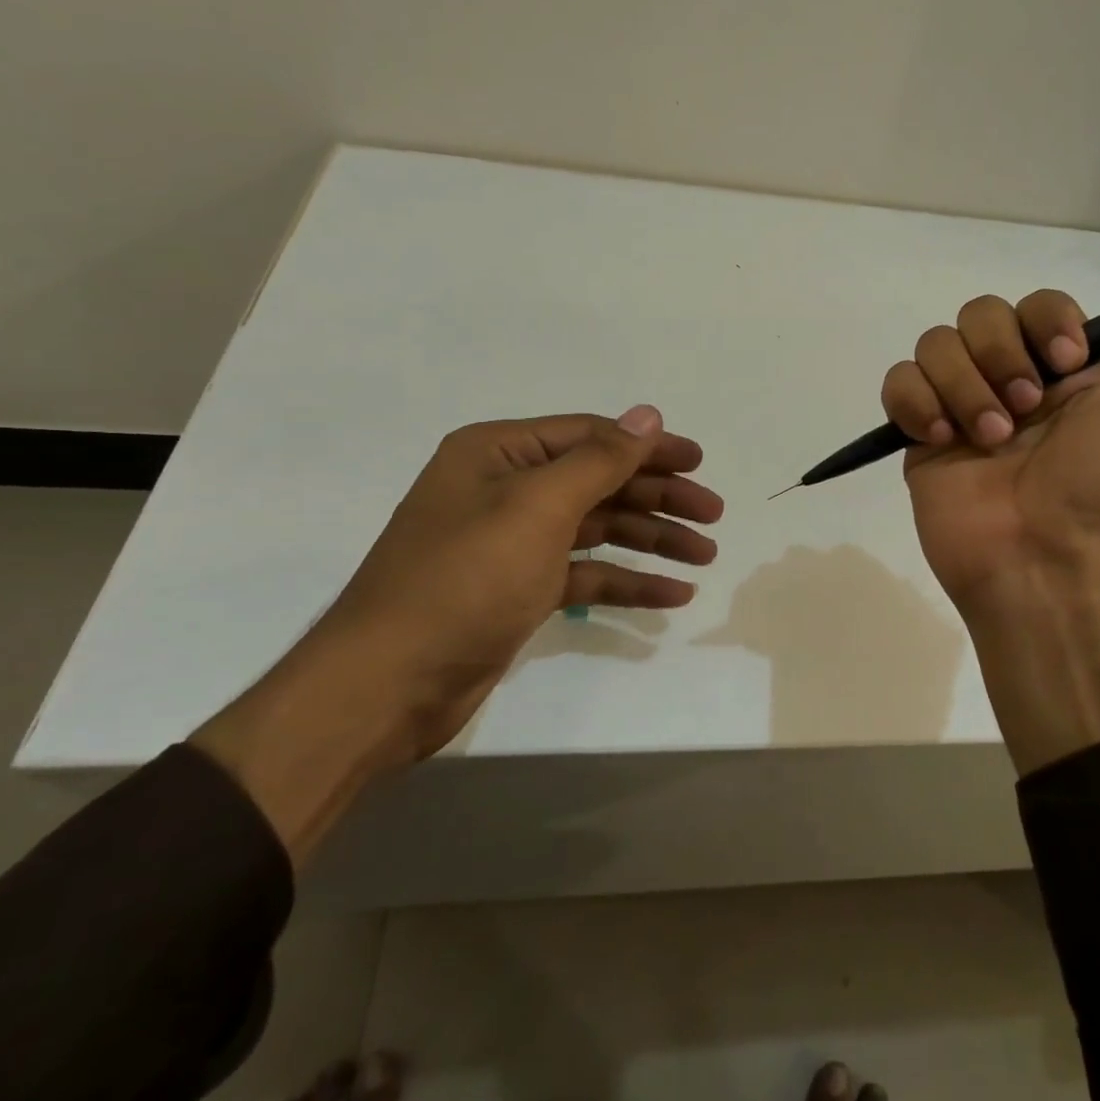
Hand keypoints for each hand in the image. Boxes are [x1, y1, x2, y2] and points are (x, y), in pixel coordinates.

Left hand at [194, 405, 722, 860]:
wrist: (387, 686)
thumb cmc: (464, 579)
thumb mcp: (537, 507)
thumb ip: (600, 459)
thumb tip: (648, 414)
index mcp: (499, 453)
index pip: (590, 436)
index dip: (648, 447)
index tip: (699, 463)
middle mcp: (506, 490)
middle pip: (599, 482)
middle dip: (658, 497)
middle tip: (713, 515)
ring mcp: (513, 543)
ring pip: (597, 529)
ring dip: (651, 540)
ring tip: (704, 556)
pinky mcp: (519, 590)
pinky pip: (585, 574)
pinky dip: (625, 582)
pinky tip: (670, 596)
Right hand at [882, 280, 1099, 614]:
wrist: (1053, 565)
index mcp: (1068, 375)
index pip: (1039, 305)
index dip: (1047, 320)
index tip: (1067, 363)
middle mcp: (1012, 383)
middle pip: (980, 314)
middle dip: (1000, 353)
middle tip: (1024, 409)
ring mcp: (961, 410)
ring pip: (936, 344)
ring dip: (963, 384)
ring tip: (988, 440)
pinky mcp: (921, 439)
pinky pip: (898, 384)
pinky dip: (915, 400)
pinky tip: (942, 437)